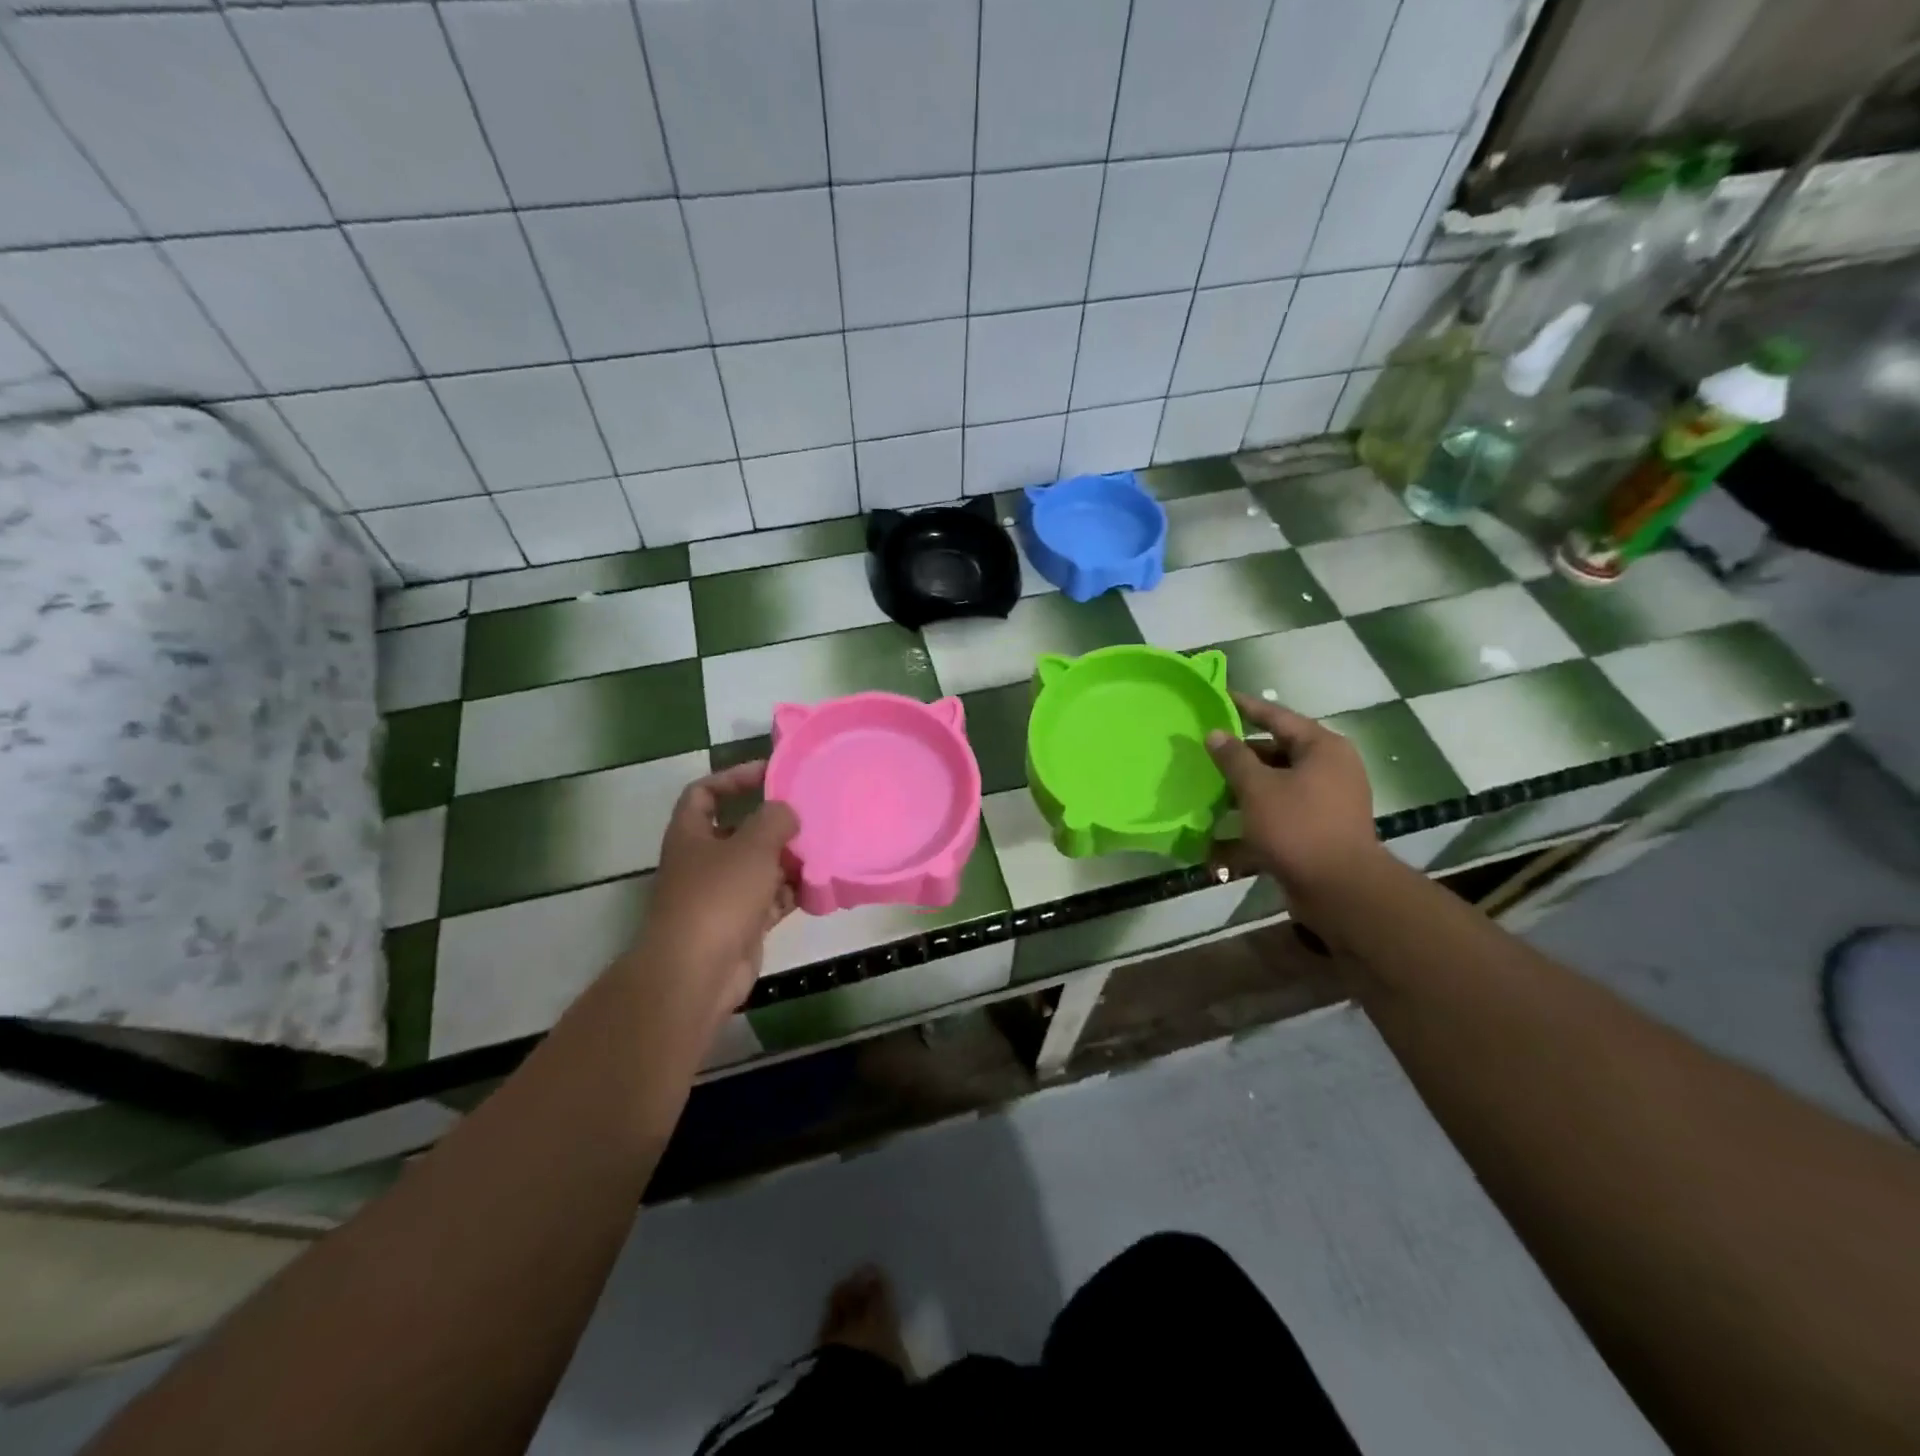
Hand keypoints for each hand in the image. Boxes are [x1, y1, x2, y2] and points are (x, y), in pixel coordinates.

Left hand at [633, 761, 798, 1034]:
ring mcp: (721, 896)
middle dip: (773, 824)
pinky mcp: (740, 925)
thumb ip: (774, 819)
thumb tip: (786, 813)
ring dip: (787, 860)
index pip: (704, 792)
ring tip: (821, 850)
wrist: (697, 973)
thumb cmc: (719, 897)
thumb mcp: (752, 846)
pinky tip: (817, 886)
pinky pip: (770, 900)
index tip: (769, 774)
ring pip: (759, 868)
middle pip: (739, 831)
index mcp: (691, 835)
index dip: (733, 778)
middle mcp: (703, 862)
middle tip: (809, 815)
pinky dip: (791, 893)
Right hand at [1207, 692, 1382, 899]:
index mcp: (1323, 748)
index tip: (1219, 698)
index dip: (1246, 707)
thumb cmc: (1298, 827)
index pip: (1278, 716)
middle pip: (1277, 752)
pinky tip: (1222, 829)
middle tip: (1206, 750)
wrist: (1339, 889)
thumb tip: (1215, 733)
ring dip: (1244, 788)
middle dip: (1240, 755)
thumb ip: (1233, 758)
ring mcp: (1327, 801)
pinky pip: (1281, 813)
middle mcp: (1330, 769)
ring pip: (1277, 784)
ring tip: (1208, 787)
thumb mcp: (1257, 788)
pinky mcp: (1319, 829)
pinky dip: (1255, 815)